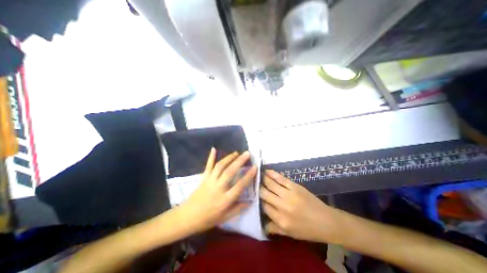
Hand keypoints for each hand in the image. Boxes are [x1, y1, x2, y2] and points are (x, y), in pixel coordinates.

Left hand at [177, 148, 255, 232]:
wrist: (186, 218)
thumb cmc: (207, 219)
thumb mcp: (224, 218)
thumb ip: (238, 209)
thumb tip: (250, 202)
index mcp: (225, 200)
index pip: (239, 186)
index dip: (248, 176)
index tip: (255, 167)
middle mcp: (218, 188)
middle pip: (230, 172)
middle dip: (239, 161)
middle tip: (247, 153)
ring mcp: (209, 181)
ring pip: (220, 166)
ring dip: (229, 158)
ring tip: (236, 153)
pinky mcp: (203, 178)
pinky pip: (208, 166)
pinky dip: (211, 157)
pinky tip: (214, 149)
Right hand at [261, 170, 343, 243]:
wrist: (327, 221)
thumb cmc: (308, 230)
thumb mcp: (290, 234)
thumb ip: (274, 228)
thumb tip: (262, 223)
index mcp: (281, 220)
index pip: (263, 206)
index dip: (257, 200)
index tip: (253, 194)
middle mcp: (282, 206)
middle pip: (264, 194)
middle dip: (257, 187)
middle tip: (251, 182)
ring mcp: (289, 194)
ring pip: (271, 184)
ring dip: (262, 178)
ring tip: (256, 174)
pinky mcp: (295, 186)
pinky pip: (281, 179)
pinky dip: (272, 174)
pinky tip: (266, 171)